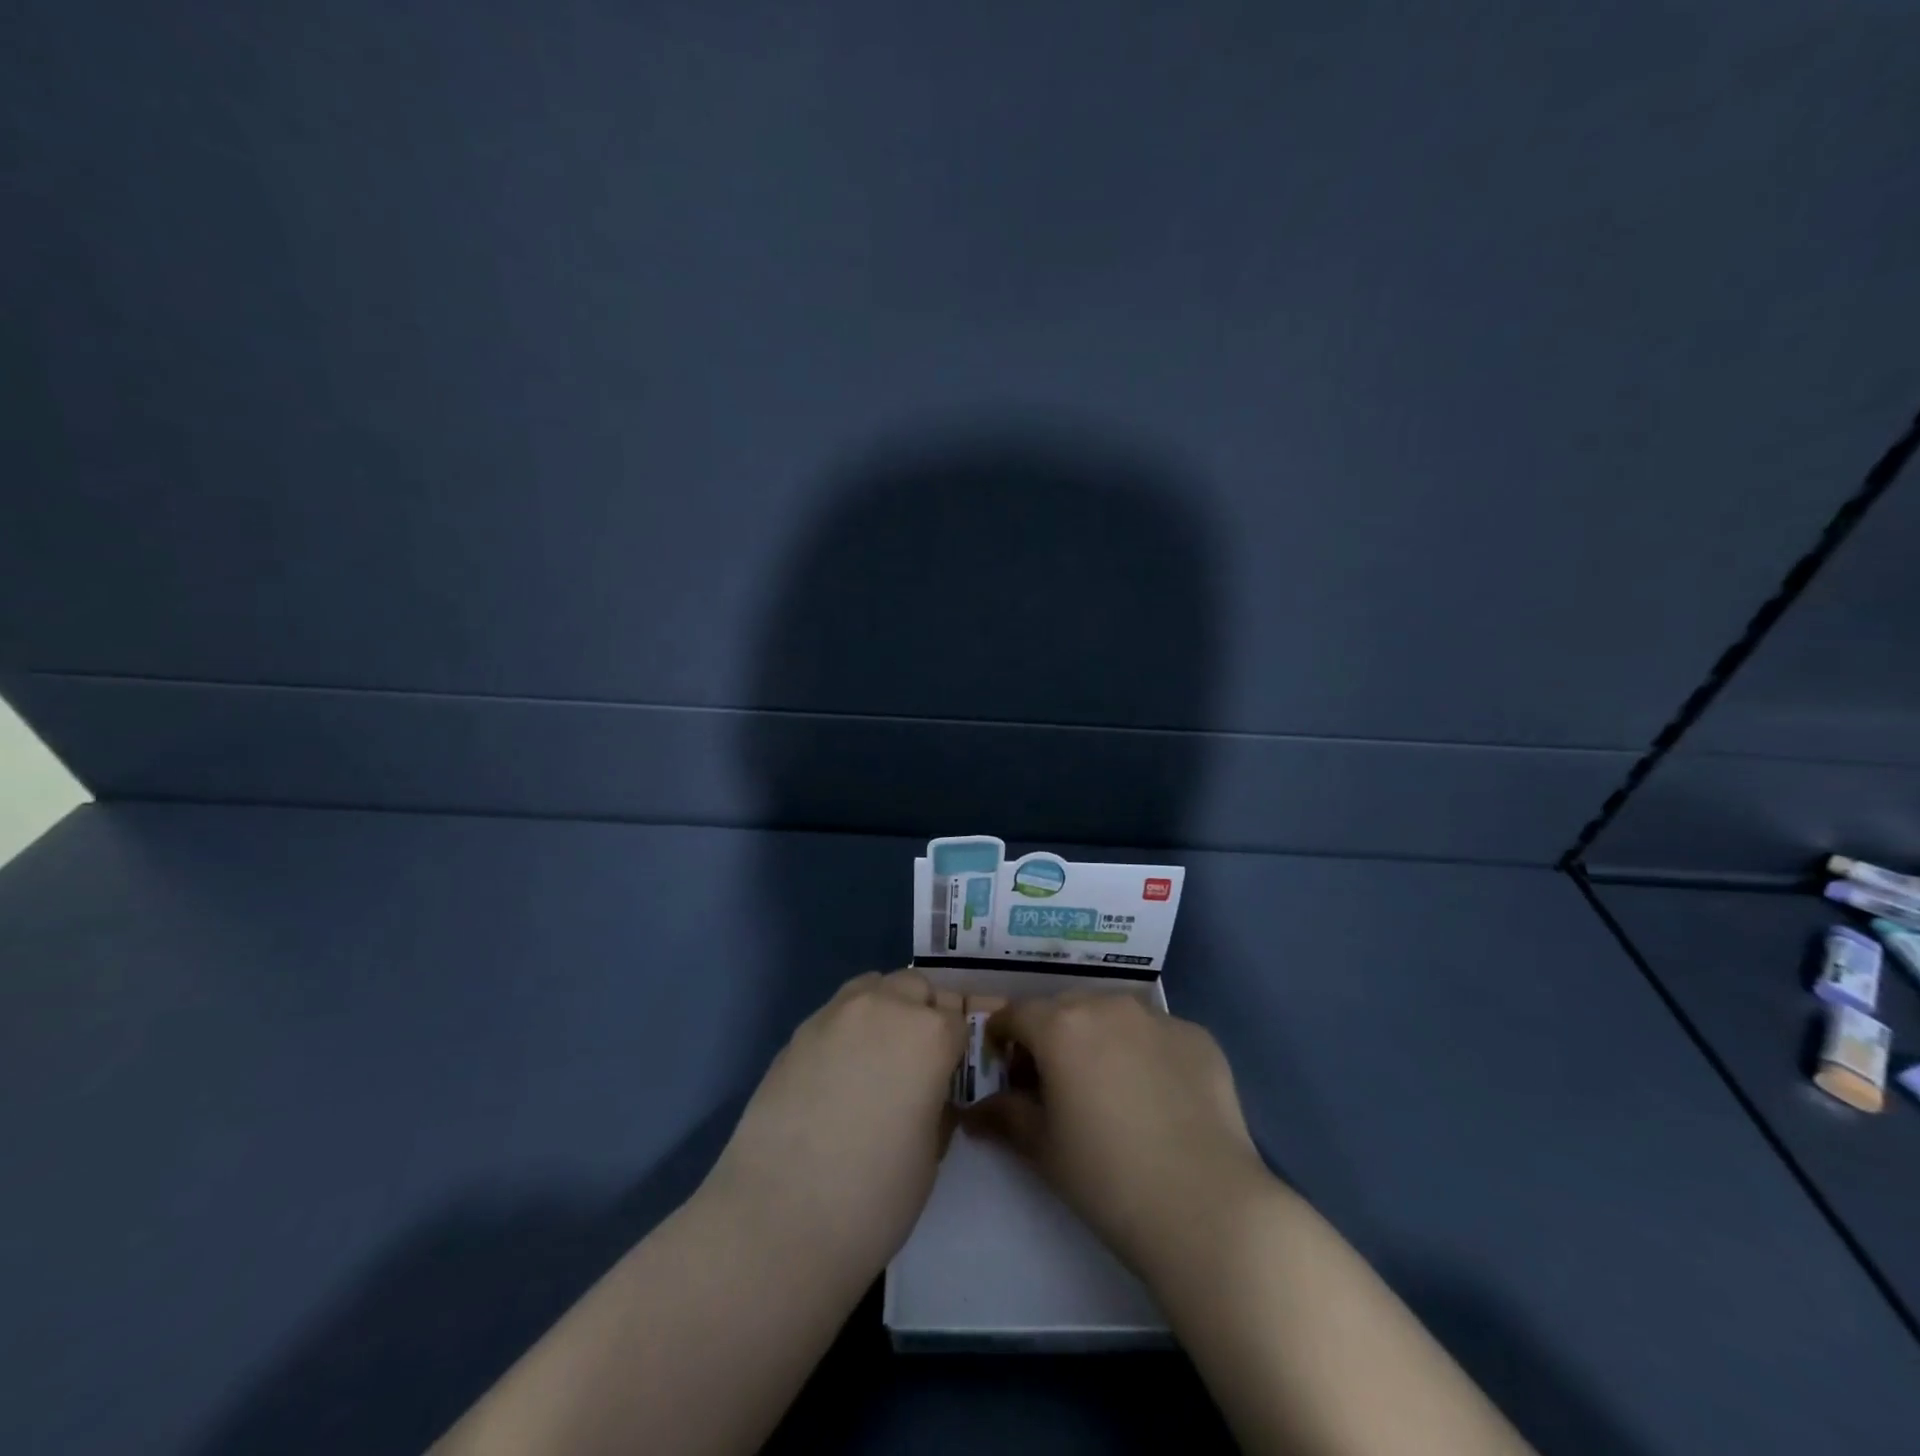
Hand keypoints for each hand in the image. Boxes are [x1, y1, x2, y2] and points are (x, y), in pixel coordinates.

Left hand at [702, 970, 966, 1282]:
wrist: (779, 1219)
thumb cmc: (874, 1195)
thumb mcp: (930, 1152)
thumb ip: (937, 1104)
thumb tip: (928, 1092)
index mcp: (929, 1034)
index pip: (958, 1017)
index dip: (958, 1045)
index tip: (953, 1071)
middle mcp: (884, 1007)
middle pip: (916, 988)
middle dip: (924, 1013)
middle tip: (918, 1060)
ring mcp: (835, 1014)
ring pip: (873, 986)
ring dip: (885, 1008)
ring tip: (877, 1056)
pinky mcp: (797, 1032)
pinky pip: (836, 1012)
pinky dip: (849, 1027)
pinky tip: (838, 1072)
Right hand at [967, 991, 1274, 1279]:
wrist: (1206, 1206)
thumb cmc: (1107, 1178)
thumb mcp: (1043, 1149)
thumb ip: (1005, 1116)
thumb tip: (974, 1111)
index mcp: (1061, 1026)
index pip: (1016, 1014)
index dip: (1003, 1036)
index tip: (1003, 1063)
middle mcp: (1107, 1005)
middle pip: (1065, 1007)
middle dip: (1051, 1034)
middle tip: (1054, 1080)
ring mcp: (1158, 1017)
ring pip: (1113, 1014)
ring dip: (1099, 1036)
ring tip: (1108, 1084)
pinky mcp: (1197, 1035)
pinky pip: (1157, 1033)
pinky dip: (1145, 1051)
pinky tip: (1157, 1096)